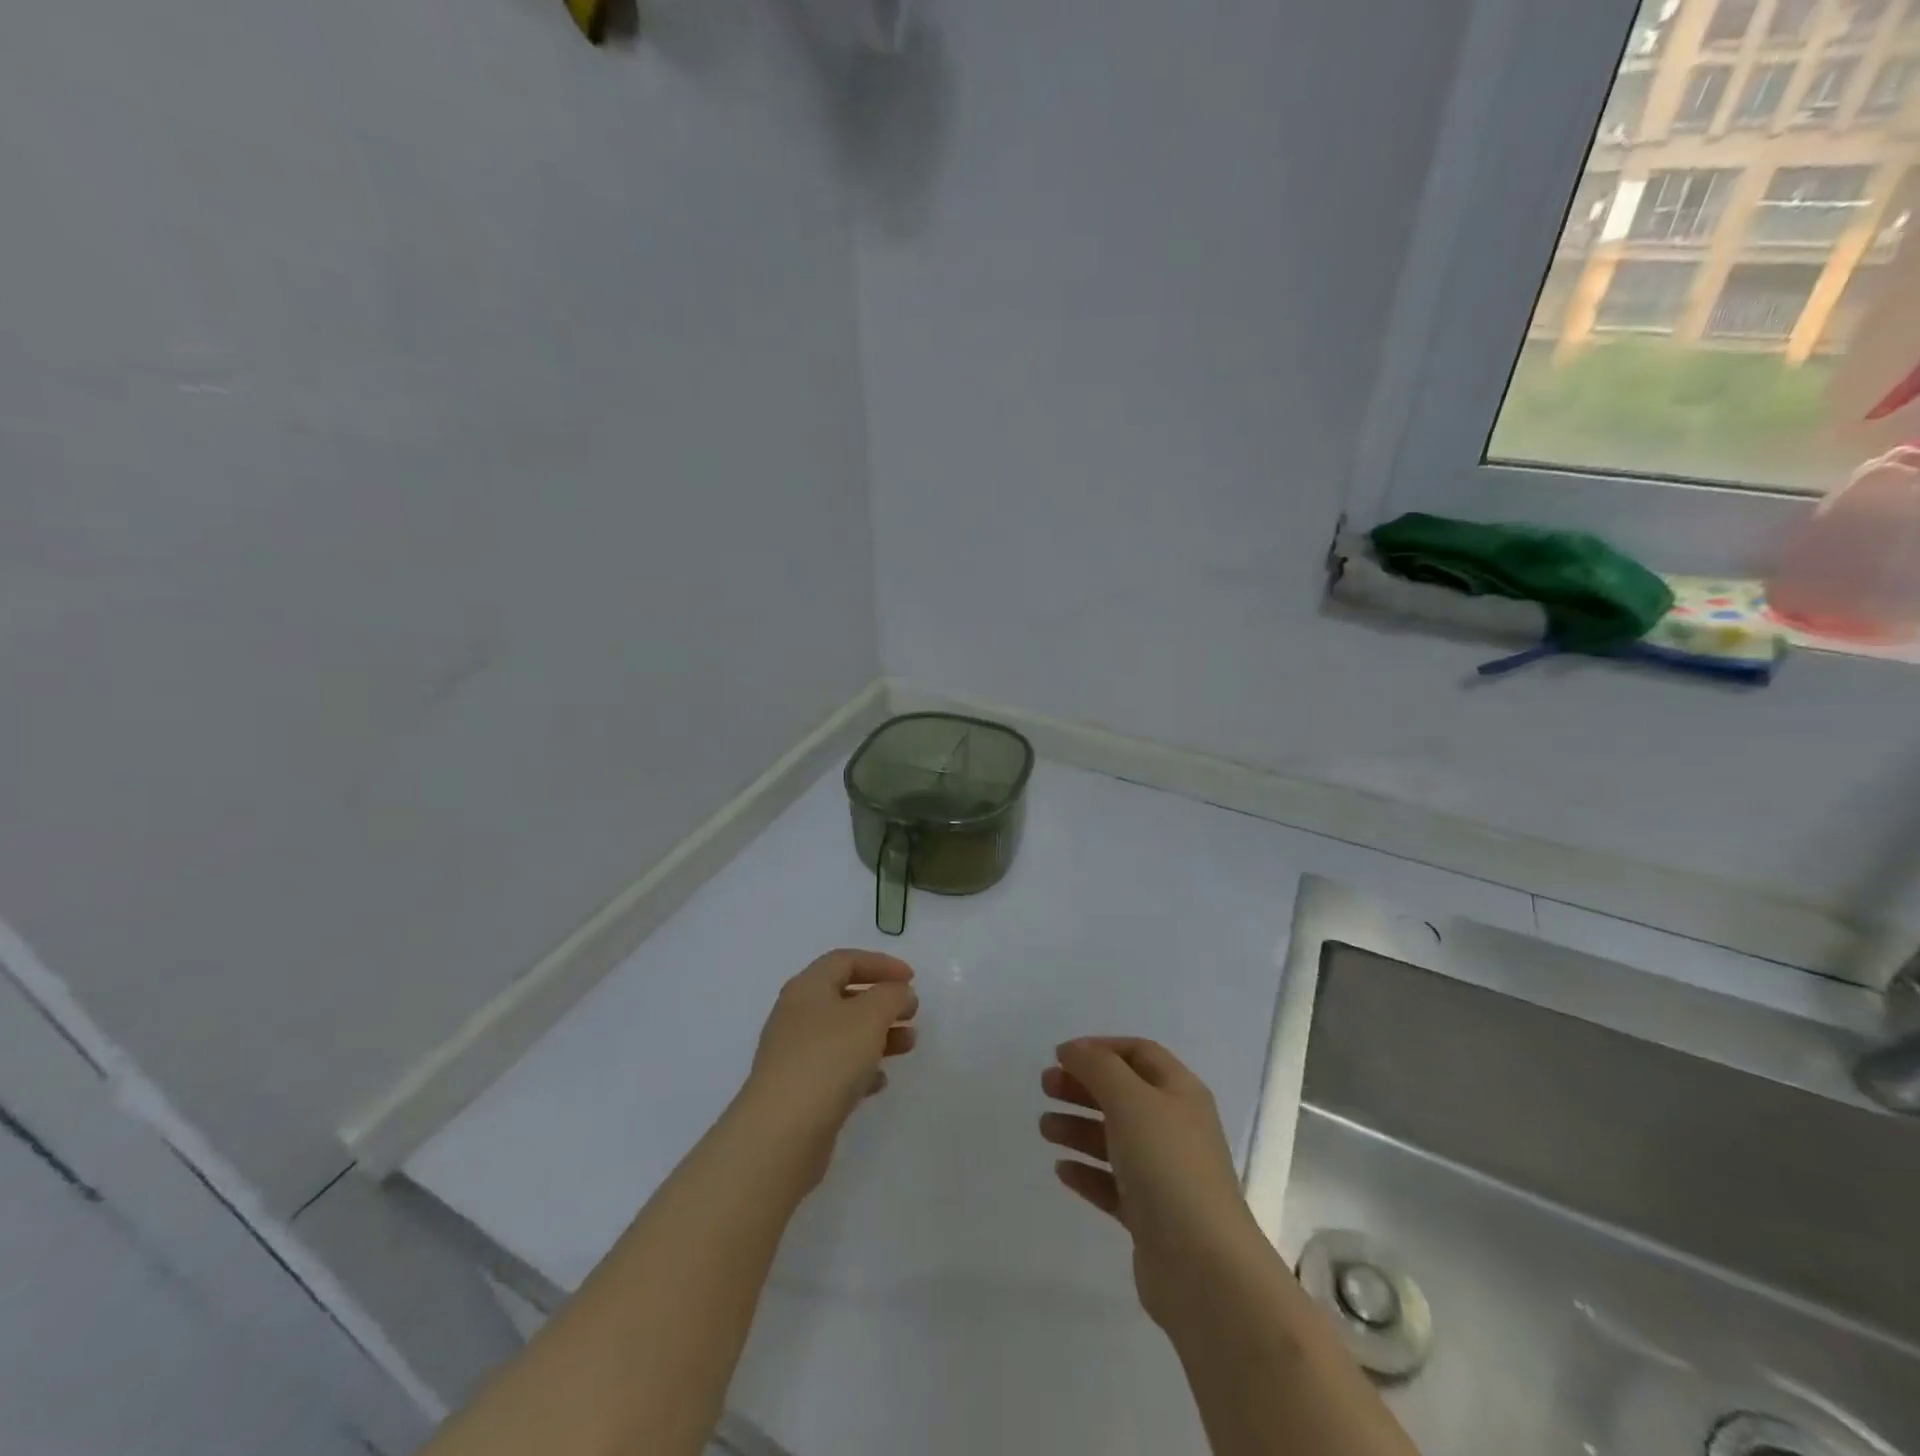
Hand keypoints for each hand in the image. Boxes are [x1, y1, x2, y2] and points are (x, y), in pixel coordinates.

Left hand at [739, 950, 917, 1187]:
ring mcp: (795, 1055)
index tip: (912, 979)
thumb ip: (891, 995)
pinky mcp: (799, 1090)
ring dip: (878, 1034)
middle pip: (844, 996)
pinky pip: (835, 1068)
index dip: (881, 963)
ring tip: (908, 1045)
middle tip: (912, 1012)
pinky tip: (880, 1081)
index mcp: (808, 988)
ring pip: (843, 1034)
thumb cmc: (828, 1059)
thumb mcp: (870, 1016)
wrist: (781, 1133)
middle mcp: (797, 1015)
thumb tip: (898, 993)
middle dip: (882, 1002)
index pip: (845, 960)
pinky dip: (861, 1068)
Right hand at [1040, 1037, 1263, 1328]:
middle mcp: (1175, 1127)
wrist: (1204, 1269)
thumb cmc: (1168, 1167)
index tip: (1061, 1055)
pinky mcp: (1152, 1216)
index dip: (1100, 1048)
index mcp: (1180, 1092)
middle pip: (1124, 1094)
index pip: (1139, 1053)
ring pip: (1115, 1139)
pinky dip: (1087, 1172)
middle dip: (1083, 1086)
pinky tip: (1061, 1170)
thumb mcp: (1130, 1101)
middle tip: (1045, 1087)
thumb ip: (1098, 1067)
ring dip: (1079, 1127)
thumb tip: (1074, 1049)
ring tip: (1044, 1129)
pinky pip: (1113, 1183)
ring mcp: (1165, 1174)